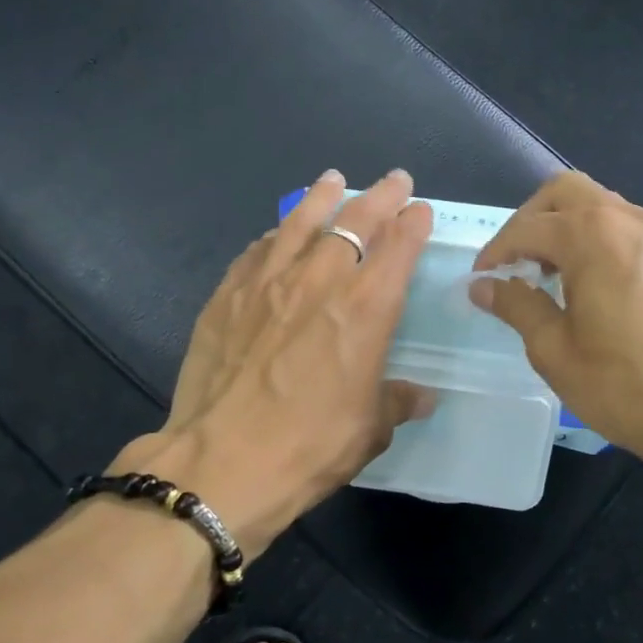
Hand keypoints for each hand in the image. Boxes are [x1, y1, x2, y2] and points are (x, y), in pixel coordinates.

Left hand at [127, 168, 435, 559]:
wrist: (220, 462)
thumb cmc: (307, 447)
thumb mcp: (369, 431)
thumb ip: (397, 401)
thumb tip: (422, 395)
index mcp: (364, 309)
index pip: (397, 248)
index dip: (413, 224)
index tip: (420, 210)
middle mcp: (319, 281)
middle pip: (355, 221)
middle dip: (380, 197)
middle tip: (394, 180)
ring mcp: (268, 281)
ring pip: (301, 222)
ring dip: (322, 197)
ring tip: (332, 180)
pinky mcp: (227, 294)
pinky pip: (257, 250)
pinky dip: (275, 236)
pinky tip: (276, 235)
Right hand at [470, 171, 642, 479]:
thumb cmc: (627, 387)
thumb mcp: (555, 350)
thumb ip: (516, 305)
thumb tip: (483, 285)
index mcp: (592, 236)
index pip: (527, 227)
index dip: (496, 251)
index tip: (480, 280)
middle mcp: (628, 220)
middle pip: (565, 193)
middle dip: (530, 220)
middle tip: (514, 263)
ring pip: (599, 206)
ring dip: (565, 227)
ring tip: (549, 275)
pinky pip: (626, 228)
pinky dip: (597, 240)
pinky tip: (592, 286)